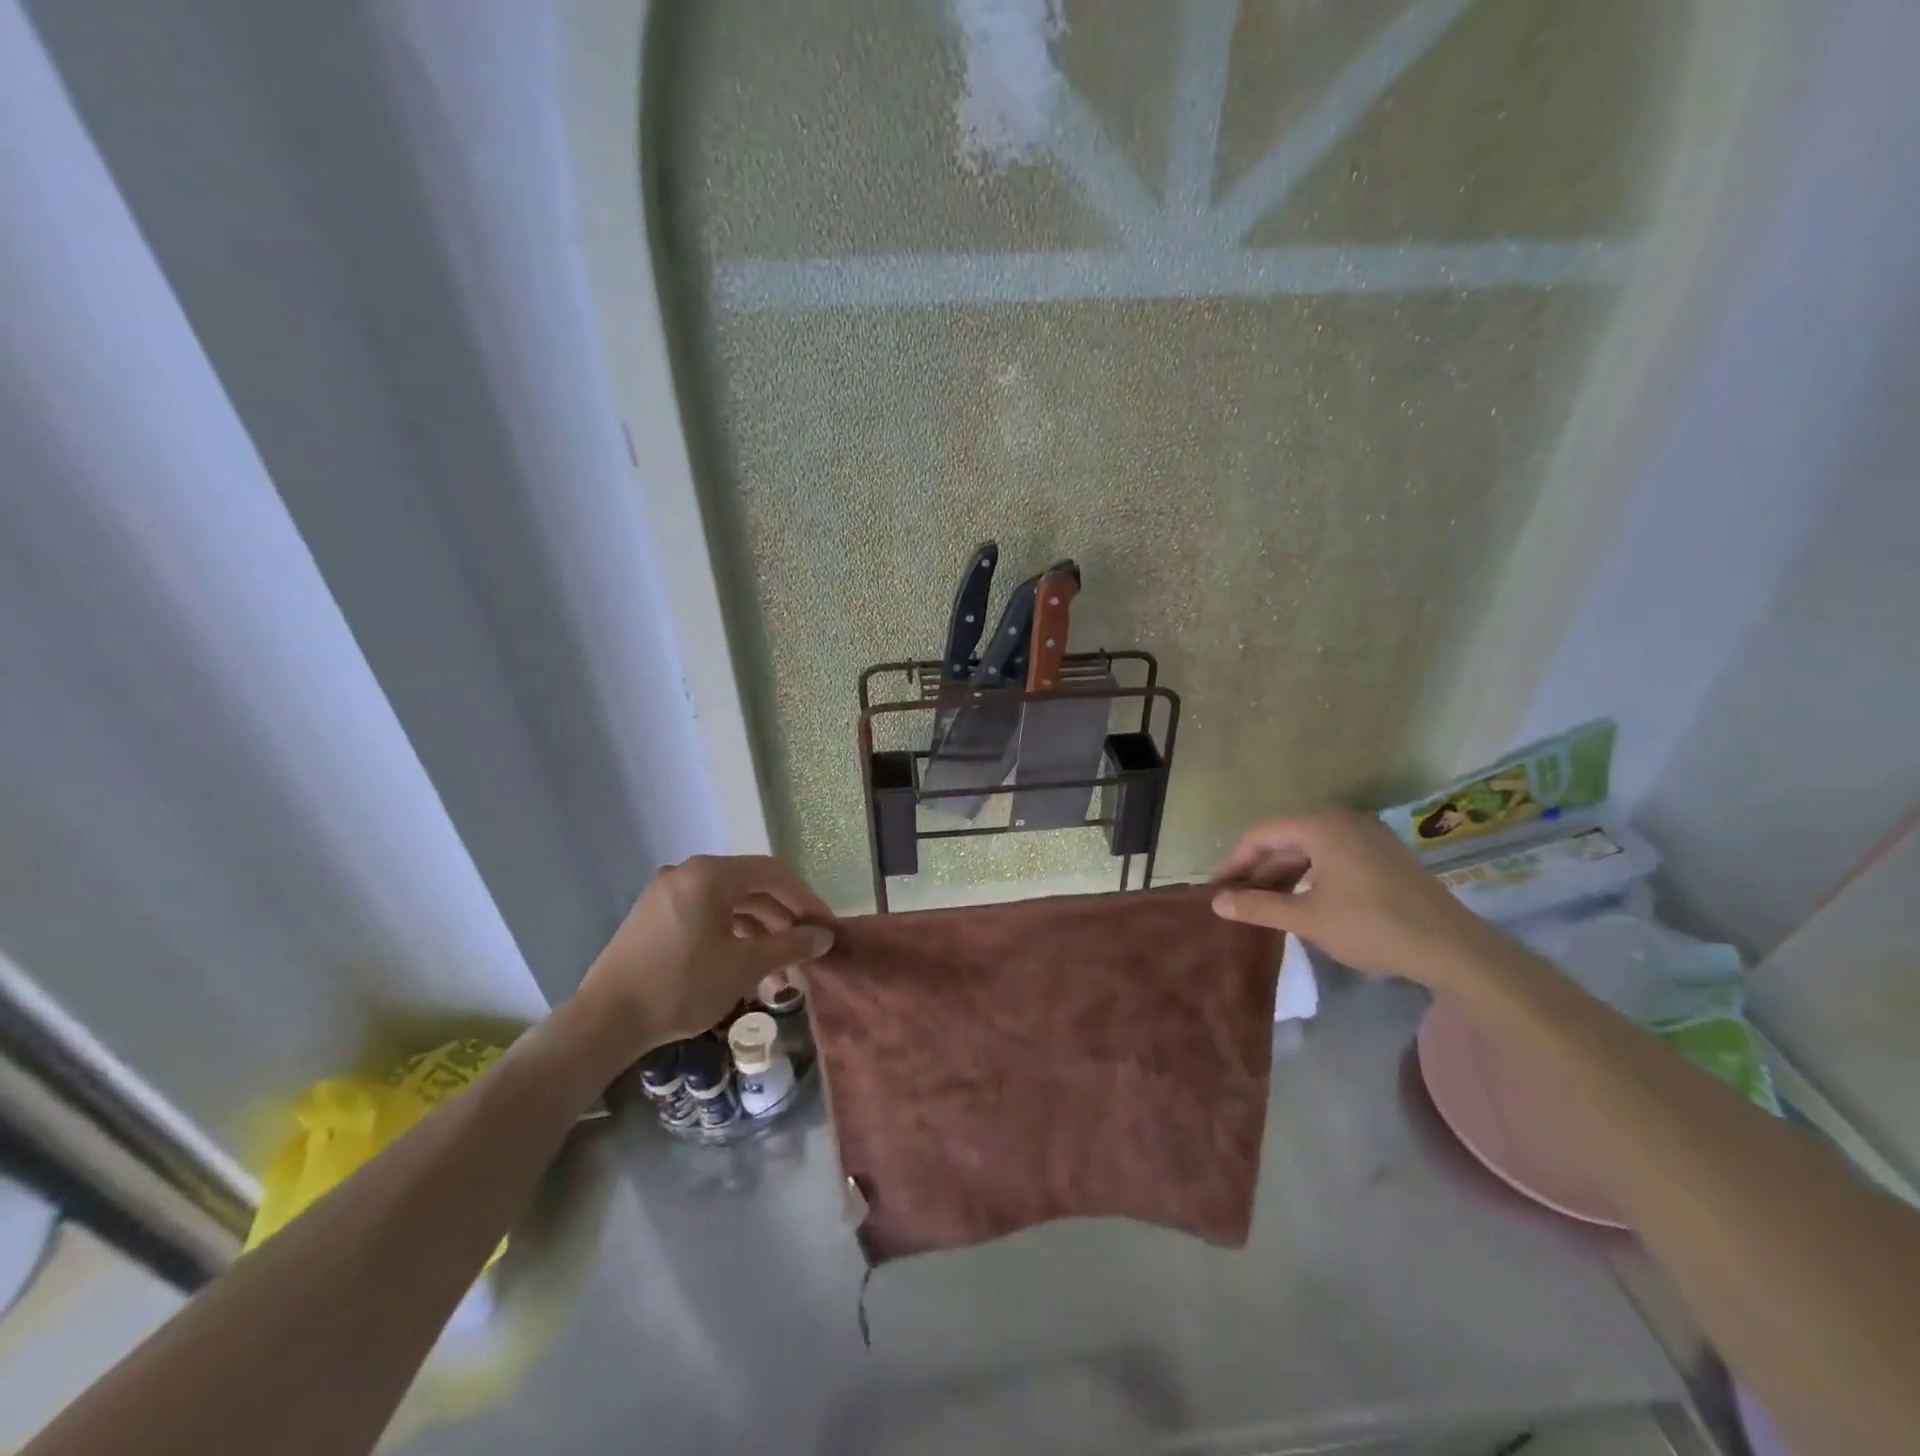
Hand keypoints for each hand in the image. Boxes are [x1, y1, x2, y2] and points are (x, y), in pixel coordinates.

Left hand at [574, 854, 834, 1050]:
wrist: (605, 1022)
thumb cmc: (681, 985)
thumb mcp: (744, 965)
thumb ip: (790, 945)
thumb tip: (824, 936)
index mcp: (710, 874)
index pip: (774, 873)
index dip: (805, 899)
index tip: (824, 928)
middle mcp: (688, 873)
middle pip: (751, 887)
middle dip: (783, 920)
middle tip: (805, 951)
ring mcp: (667, 894)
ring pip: (728, 905)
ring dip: (759, 933)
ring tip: (780, 970)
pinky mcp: (654, 918)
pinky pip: (705, 916)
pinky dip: (731, 936)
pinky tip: (746, 966)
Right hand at [1210, 808, 1502, 991]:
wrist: (1454, 950)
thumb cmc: (1372, 927)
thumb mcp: (1307, 919)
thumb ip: (1258, 906)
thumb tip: (1217, 902)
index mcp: (1322, 826)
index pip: (1262, 834)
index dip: (1235, 861)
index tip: (1217, 888)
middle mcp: (1343, 821)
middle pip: (1286, 838)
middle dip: (1258, 868)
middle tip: (1235, 898)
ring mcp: (1368, 836)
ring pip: (1310, 849)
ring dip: (1283, 874)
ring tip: (1262, 902)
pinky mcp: (1384, 856)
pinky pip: (1332, 857)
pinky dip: (1309, 875)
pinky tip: (1300, 900)